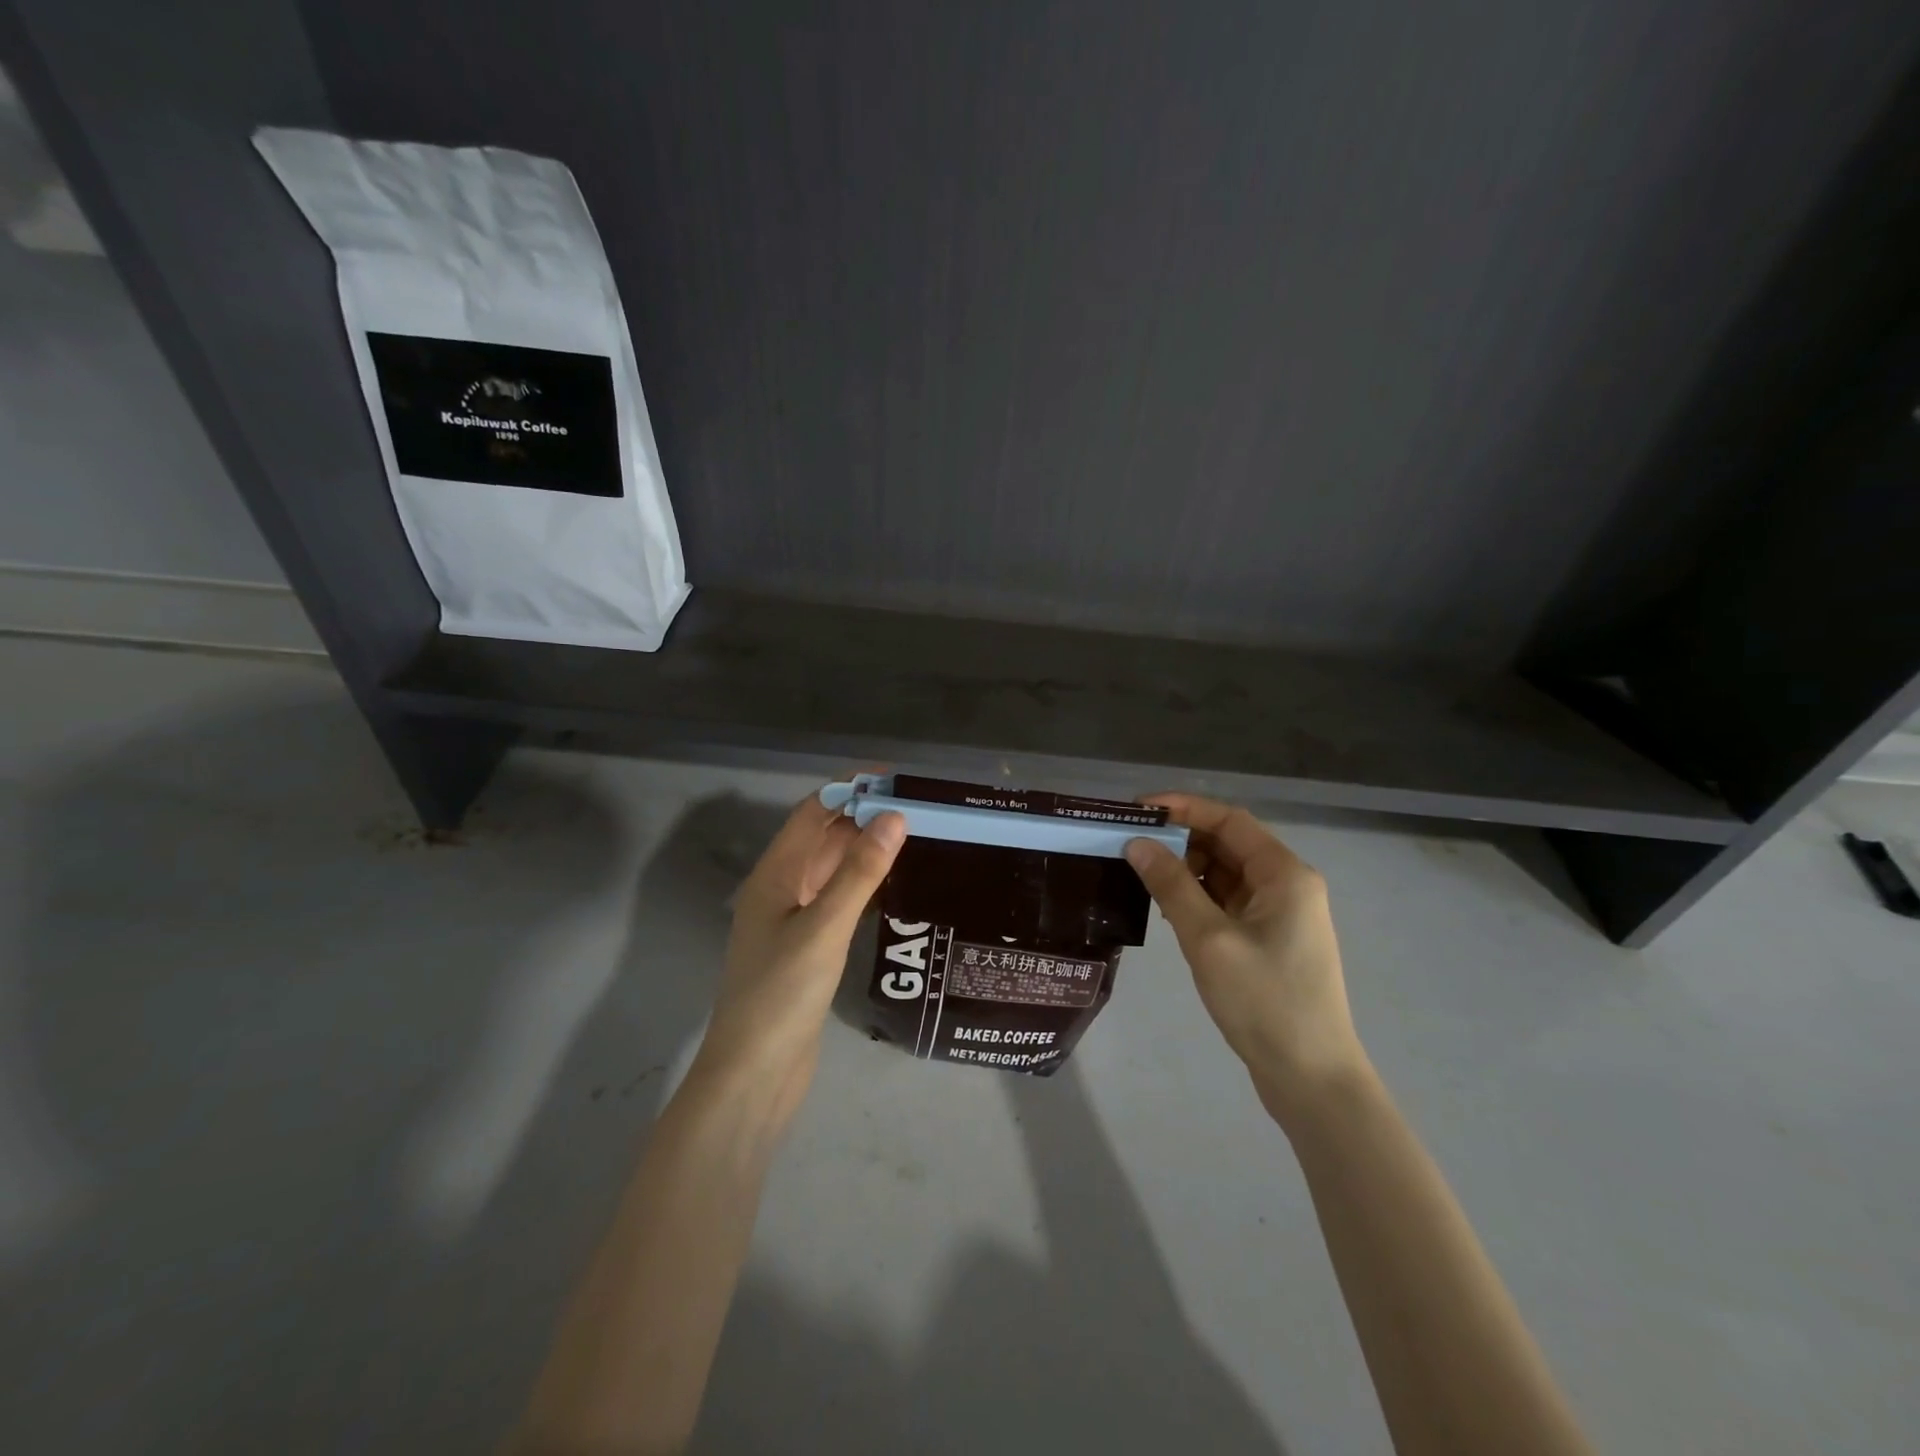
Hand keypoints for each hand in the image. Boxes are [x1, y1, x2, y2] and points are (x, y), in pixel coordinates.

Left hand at [687, 792, 906, 1131]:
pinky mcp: (806, 949)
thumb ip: (859, 872)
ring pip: (830, 870)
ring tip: (913, 836)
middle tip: (916, 806)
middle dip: (861, 817)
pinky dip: (861, 884)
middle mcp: (780, 890)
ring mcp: (791, 921)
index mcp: (774, 876)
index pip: (812, 814)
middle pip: (821, 839)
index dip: (848, 790)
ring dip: (863, 850)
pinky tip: (892, 885)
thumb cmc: (782, 994)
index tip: (893, 778)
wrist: (754, 1075)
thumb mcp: (824, 927)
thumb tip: (894, 817)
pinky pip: (835, 900)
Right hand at [1125, 795, 1366, 1124]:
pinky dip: (1199, 899)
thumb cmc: (1264, 1001)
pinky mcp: (1270, 940)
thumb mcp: (1209, 939)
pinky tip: (1169, 912)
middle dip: (1180, 840)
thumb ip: (1172, 886)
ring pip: (1226, 874)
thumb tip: (1137, 843)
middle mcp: (1287, 885)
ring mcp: (1280, 914)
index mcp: (1284, 874)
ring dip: (1187, 871)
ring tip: (1142, 879)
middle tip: (1131, 846)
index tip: (1139, 810)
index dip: (1184, 807)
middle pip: (1228, 844)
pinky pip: (1229, 902)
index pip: (1229, 820)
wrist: (1311, 1077)